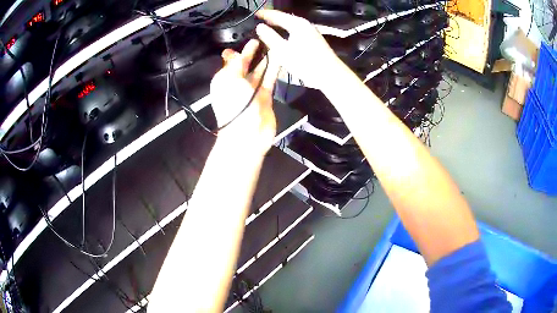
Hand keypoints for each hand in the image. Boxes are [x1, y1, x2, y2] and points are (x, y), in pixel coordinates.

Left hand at [210, 39, 279, 153]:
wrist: (247, 135)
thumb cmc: (234, 105)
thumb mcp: (230, 81)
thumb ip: (234, 65)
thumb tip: (231, 53)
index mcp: (224, 81)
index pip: (230, 62)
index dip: (237, 51)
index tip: (245, 38)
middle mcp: (237, 84)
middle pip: (245, 65)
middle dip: (251, 53)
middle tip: (260, 39)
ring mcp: (251, 91)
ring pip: (258, 71)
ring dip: (264, 59)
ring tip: (272, 44)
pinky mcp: (264, 96)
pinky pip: (269, 79)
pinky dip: (273, 69)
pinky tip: (279, 58)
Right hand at [255, 9, 343, 88]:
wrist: (330, 74)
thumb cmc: (305, 62)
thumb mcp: (282, 50)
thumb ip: (270, 37)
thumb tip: (259, 27)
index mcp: (297, 23)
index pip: (277, 14)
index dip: (265, 14)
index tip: (254, 14)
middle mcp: (305, 24)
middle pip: (285, 18)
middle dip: (272, 19)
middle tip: (259, 21)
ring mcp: (311, 32)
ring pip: (291, 25)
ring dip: (279, 25)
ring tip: (268, 28)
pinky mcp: (314, 40)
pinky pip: (296, 31)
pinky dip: (286, 31)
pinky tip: (282, 37)